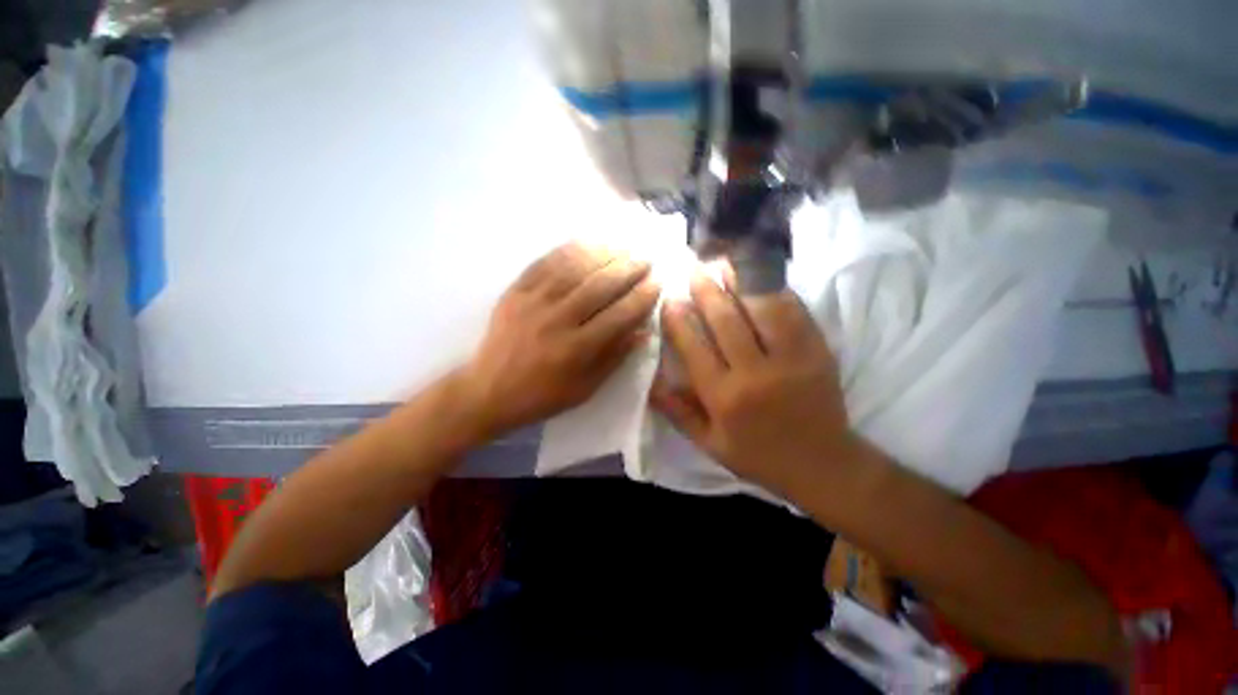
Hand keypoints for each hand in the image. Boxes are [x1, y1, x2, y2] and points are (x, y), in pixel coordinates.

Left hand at [460, 242, 660, 439]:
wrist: (488, 390)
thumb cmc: (542, 396)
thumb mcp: (585, 388)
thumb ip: (615, 357)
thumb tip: (644, 330)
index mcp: (575, 350)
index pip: (618, 316)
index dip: (641, 297)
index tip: (657, 283)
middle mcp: (556, 320)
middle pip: (599, 286)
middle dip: (628, 269)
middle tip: (646, 258)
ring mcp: (533, 301)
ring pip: (574, 268)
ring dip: (603, 253)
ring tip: (623, 246)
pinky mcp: (515, 291)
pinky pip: (545, 263)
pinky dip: (569, 250)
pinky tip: (586, 242)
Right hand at [651, 272, 856, 492]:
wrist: (822, 465)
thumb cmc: (758, 456)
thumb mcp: (709, 444)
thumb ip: (678, 412)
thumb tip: (650, 382)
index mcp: (725, 398)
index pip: (694, 347)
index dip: (679, 319)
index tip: (670, 300)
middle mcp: (755, 373)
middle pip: (725, 320)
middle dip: (705, 291)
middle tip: (693, 270)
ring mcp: (791, 358)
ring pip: (761, 308)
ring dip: (740, 280)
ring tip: (725, 262)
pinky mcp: (818, 351)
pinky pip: (794, 312)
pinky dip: (776, 290)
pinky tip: (761, 277)